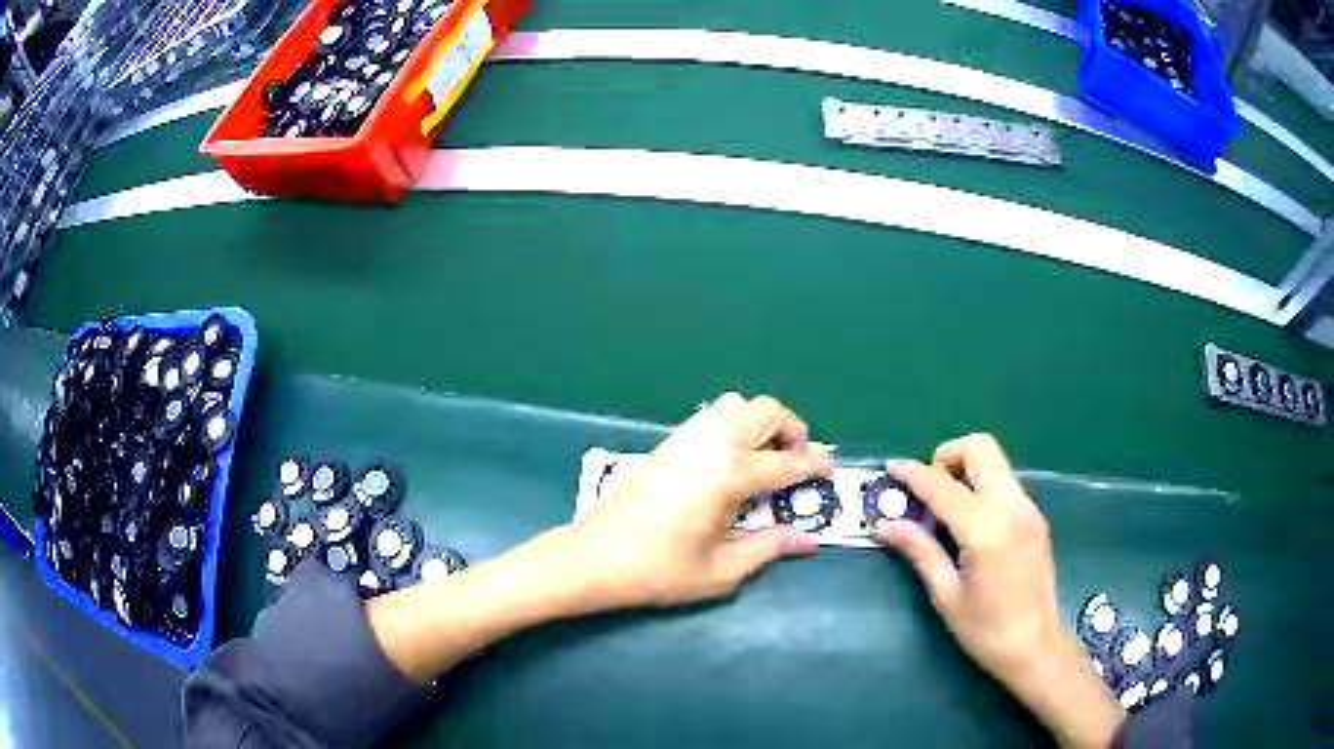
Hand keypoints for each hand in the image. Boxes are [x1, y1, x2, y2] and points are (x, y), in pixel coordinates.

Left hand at [367, 393, 828, 684]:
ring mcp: (685, 438)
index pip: (787, 462)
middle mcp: (712, 444)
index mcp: (730, 474)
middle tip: (796, 462)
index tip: (829, 471)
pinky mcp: (666, 443)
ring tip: (765, 459)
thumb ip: (770, 548)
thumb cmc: (658, 571)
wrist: (594, 557)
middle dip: (792, 429)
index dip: (814, 465)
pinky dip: (734, 425)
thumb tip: (809, 540)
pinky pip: (711, 416)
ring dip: (761, 422)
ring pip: (736, 404)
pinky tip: (729, 463)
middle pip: (766, 410)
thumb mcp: (721, 570)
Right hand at [874, 434, 1123, 748]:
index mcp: (985, 528)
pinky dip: (981, 486)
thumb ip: (920, 551)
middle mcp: (1011, 506)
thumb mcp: (947, 594)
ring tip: (943, 510)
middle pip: (980, 448)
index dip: (912, 474)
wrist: (1035, 647)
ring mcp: (1028, 508)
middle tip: (925, 491)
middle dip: (947, 456)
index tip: (890, 469)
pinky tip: (968, 524)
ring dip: (965, 470)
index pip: (942, 484)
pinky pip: (1004, 483)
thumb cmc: (986, 630)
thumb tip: (885, 524)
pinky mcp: (1034, 517)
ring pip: (994, 462)